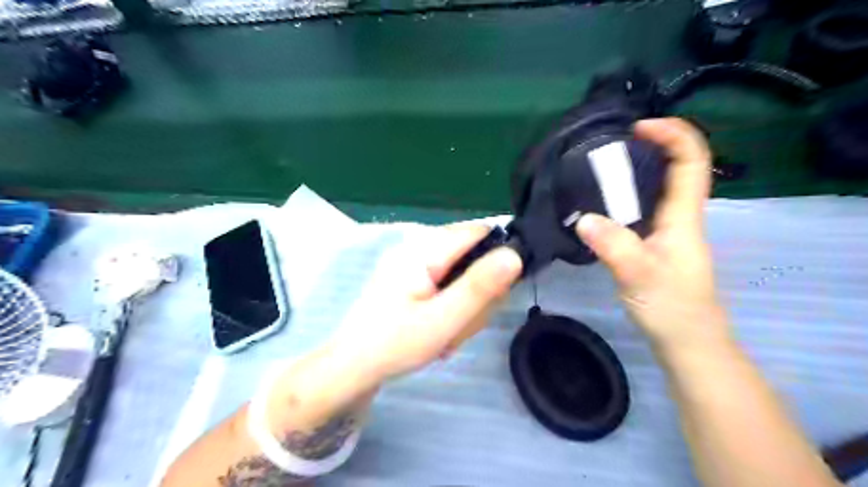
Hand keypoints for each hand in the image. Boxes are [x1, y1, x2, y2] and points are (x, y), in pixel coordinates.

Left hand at [331, 224, 520, 383]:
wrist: (351, 368)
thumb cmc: (394, 345)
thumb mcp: (443, 320)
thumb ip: (479, 287)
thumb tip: (515, 254)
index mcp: (422, 249)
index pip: (478, 231)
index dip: (497, 255)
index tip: (498, 292)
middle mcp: (416, 247)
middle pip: (471, 253)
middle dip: (477, 290)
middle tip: (464, 323)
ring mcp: (411, 263)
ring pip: (460, 272)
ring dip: (464, 303)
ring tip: (448, 331)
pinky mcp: (410, 279)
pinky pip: (445, 284)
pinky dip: (450, 306)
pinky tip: (439, 328)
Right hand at [574, 117, 730, 353]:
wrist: (685, 339)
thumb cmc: (670, 306)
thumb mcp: (640, 275)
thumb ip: (614, 246)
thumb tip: (583, 218)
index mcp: (683, 216)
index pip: (691, 161)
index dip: (673, 135)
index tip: (638, 128)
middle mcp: (679, 216)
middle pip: (676, 167)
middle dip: (651, 146)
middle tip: (610, 145)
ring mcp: (667, 230)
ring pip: (657, 188)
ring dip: (635, 170)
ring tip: (598, 168)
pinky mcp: (653, 243)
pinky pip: (641, 208)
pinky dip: (623, 196)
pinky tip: (599, 204)